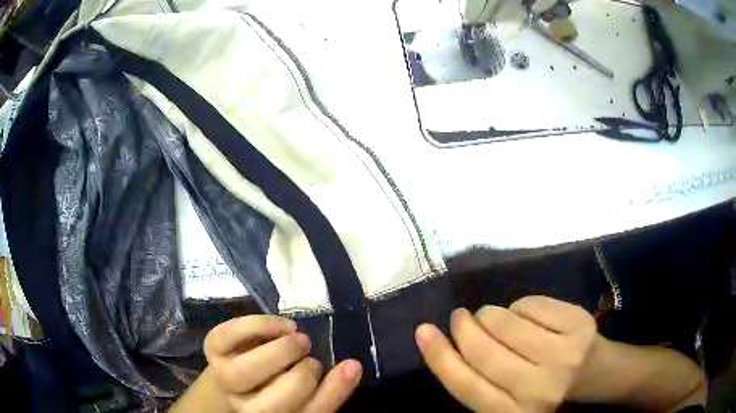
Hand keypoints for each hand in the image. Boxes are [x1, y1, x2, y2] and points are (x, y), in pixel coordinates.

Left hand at [204, 315, 361, 412]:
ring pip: (245, 373)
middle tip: (310, 358)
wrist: (233, 382)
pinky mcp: (212, 352)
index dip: (332, 392)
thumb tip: (352, 366)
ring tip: (298, 339)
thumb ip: (327, 388)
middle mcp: (247, 408)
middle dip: (303, 375)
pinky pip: (227, 336)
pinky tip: (281, 326)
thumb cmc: (275, 389)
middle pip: (277, 402)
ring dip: (281, 351)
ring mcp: (224, 380)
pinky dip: (257, 325)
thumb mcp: (302, 395)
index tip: (351, 366)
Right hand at [415, 296, 597, 412]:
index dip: (439, 356)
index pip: (466, 385)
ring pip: (507, 323)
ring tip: (490, 316)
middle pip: (484, 351)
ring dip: (490, 314)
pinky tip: (523, 313)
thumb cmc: (544, 391)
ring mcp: (562, 355)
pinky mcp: (578, 326)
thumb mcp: (507, 401)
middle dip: (464, 327)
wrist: (595, 376)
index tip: (423, 331)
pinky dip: (520, 305)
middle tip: (459, 317)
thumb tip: (447, 345)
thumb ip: (479, 383)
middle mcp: (537, 389)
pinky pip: (532, 304)